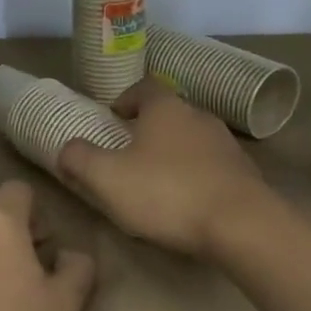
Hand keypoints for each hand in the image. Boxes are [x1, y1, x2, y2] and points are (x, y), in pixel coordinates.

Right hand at [57, 79, 274, 257]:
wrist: (241, 224)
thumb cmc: (167, 192)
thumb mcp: (108, 178)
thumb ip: (80, 159)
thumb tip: (66, 148)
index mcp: (166, 108)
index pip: (144, 86)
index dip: (126, 98)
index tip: (113, 117)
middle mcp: (199, 116)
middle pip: (169, 114)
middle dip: (148, 129)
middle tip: (128, 152)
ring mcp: (226, 144)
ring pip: (191, 140)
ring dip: (173, 153)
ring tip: (156, 180)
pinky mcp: (244, 173)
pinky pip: (211, 166)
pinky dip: (196, 175)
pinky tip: (186, 201)